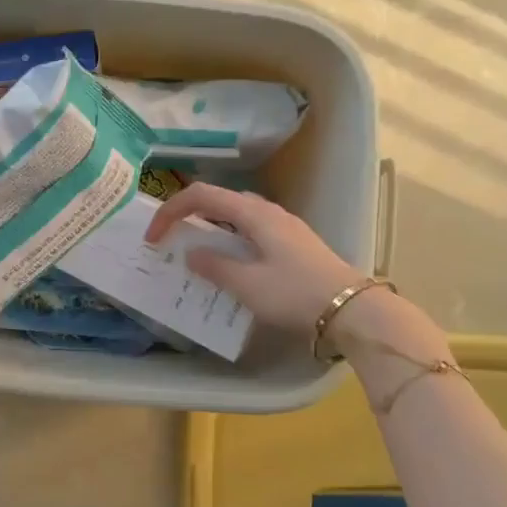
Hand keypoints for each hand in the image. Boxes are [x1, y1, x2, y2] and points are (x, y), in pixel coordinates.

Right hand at [145, 182, 359, 331]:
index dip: (170, 211)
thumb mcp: (247, 285)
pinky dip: (230, 241)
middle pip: (219, 201)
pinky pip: (251, 232)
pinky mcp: (294, 244)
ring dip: (210, 229)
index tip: (153, 237)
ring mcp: (284, 227)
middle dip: (189, 216)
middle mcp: (268, 212)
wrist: (353, 311)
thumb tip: (192, 253)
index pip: (201, 195)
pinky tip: (230, 266)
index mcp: (253, 213)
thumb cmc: (295, 294)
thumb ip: (214, 266)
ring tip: (197, 254)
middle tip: (171, 241)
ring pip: (236, 217)